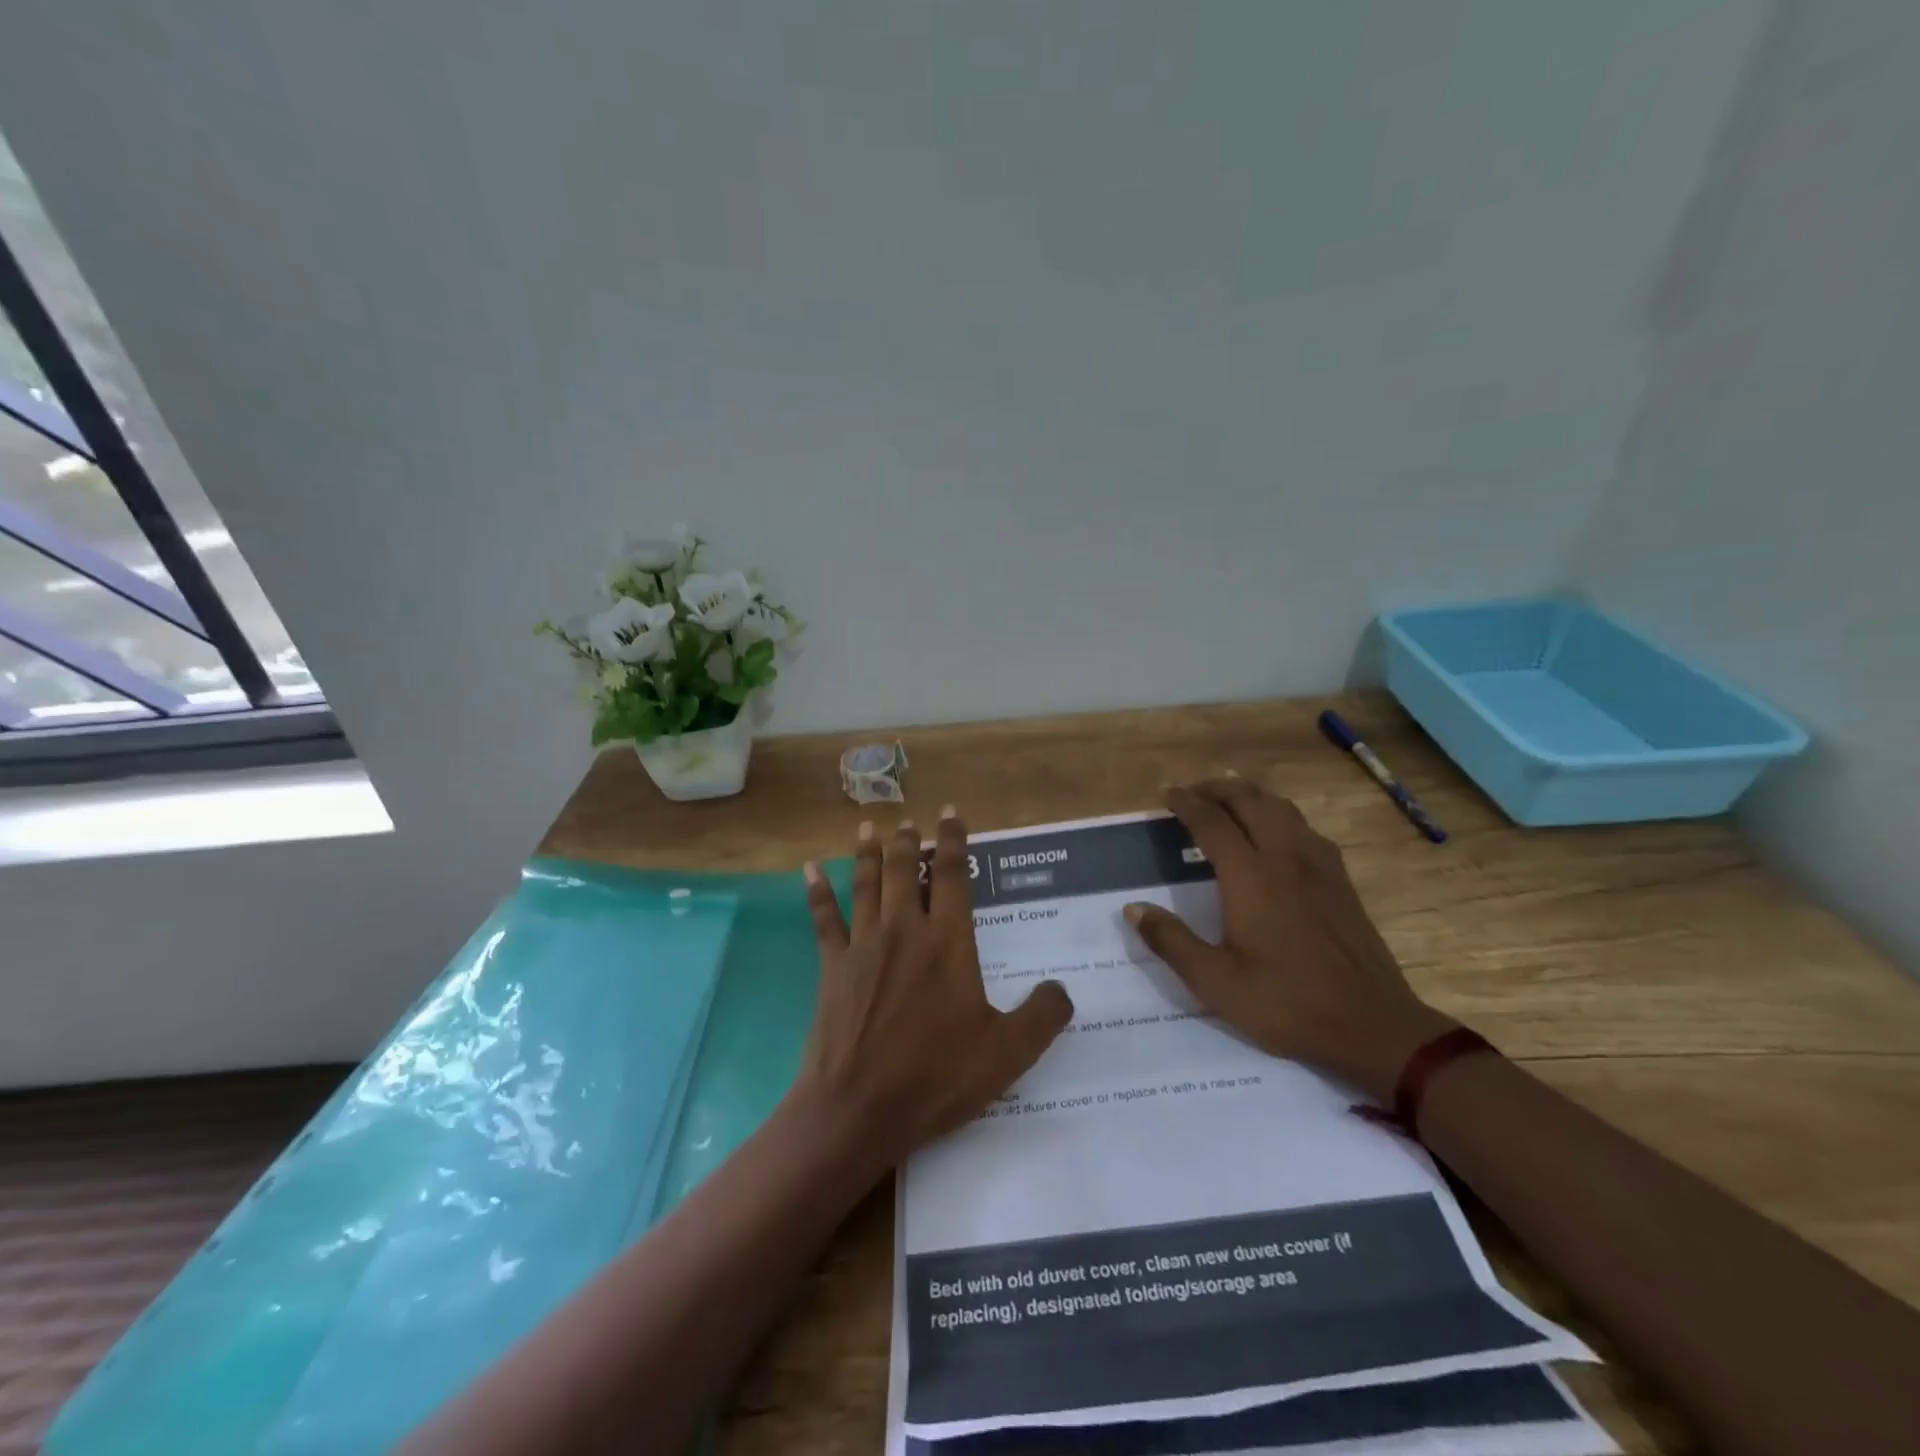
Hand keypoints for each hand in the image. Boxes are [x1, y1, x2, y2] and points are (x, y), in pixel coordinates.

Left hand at [794, 808, 1073, 1165]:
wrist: (859, 1108)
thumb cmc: (936, 1076)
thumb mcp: (1008, 1053)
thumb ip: (1042, 1016)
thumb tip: (1062, 989)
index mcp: (947, 942)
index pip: (952, 875)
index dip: (953, 841)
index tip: (951, 813)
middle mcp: (904, 930)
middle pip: (904, 870)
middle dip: (908, 842)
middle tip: (909, 821)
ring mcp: (863, 946)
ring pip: (866, 884)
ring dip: (869, 853)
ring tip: (870, 827)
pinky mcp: (832, 967)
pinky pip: (824, 919)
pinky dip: (817, 892)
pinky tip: (810, 870)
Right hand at [1125, 778, 1453, 1102]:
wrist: (1372, 1026)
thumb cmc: (1287, 1004)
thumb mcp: (1216, 983)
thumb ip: (1171, 942)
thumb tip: (1133, 909)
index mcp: (1251, 878)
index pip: (1213, 824)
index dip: (1187, 804)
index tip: (1167, 794)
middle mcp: (1285, 860)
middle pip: (1251, 802)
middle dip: (1218, 789)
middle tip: (1194, 792)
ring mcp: (1319, 867)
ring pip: (1283, 809)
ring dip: (1251, 796)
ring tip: (1230, 800)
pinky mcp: (1341, 882)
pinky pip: (1306, 829)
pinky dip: (1281, 816)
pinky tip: (1277, 834)